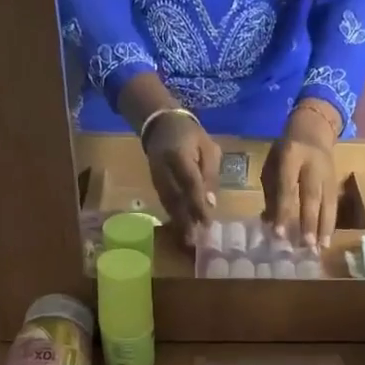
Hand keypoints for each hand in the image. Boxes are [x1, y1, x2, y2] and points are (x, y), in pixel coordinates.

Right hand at [142, 111, 220, 245]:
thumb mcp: (208, 148)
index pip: (190, 183)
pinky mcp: (154, 182)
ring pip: (168, 202)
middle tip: (195, 241)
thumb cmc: (190, 135)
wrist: (160, 123)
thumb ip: (210, 174)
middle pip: (175, 197)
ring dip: (178, 222)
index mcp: (178, 155)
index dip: (198, 204)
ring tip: (188, 240)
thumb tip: (211, 204)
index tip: (206, 223)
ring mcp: (156, 176)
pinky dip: (173, 215)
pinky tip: (180, 227)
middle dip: (186, 220)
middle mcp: (163, 168)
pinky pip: (164, 201)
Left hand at [263, 105, 339, 249]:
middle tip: (305, 245)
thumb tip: (269, 223)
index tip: (279, 233)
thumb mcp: (271, 165)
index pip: (287, 187)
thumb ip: (271, 193)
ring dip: (324, 228)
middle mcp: (312, 165)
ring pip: (327, 202)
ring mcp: (328, 173)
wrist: (314, 128)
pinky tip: (326, 241)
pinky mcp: (336, 181)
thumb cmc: (285, 151)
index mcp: (290, 156)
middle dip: (308, 222)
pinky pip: (333, 205)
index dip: (284, 210)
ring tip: (320, 248)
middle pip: (311, 196)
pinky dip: (330, 224)